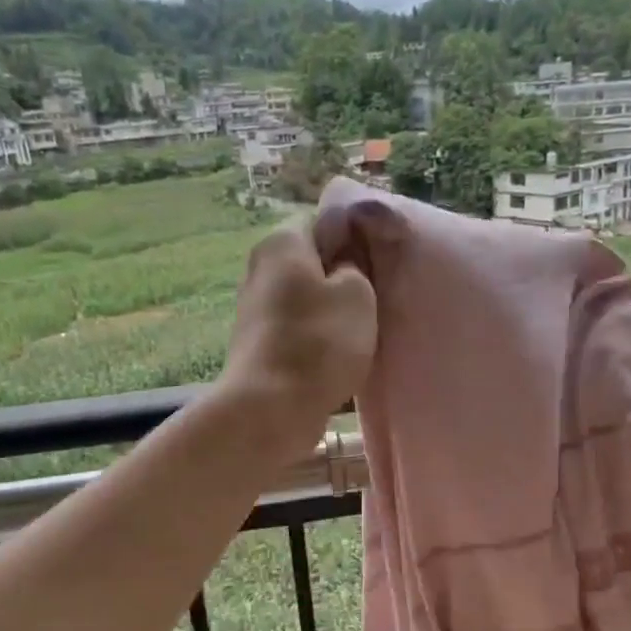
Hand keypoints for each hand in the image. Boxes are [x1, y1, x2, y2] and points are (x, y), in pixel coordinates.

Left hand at [221, 220, 376, 446]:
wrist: (270, 408)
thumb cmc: (319, 342)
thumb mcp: (358, 294)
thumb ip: (356, 266)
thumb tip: (345, 263)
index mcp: (282, 243)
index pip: (322, 222)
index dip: (353, 237)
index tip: (377, 261)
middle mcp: (259, 268)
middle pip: (310, 261)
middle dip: (340, 276)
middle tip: (374, 296)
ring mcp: (253, 308)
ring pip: (303, 297)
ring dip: (328, 310)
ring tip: (359, 329)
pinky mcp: (255, 343)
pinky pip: (294, 328)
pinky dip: (314, 336)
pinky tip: (335, 354)